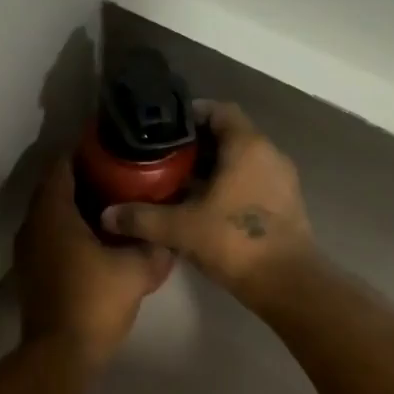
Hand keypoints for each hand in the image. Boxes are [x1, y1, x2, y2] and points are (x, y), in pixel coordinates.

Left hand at [16, 160, 173, 367]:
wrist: (60, 353)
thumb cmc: (95, 302)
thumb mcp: (136, 271)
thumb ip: (154, 247)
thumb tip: (168, 237)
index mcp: (53, 213)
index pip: (62, 166)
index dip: (84, 151)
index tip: (111, 146)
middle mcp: (32, 224)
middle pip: (54, 187)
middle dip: (84, 177)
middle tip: (120, 172)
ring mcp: (27, 249)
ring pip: (50, 213)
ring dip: (76, 205)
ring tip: (113, 201)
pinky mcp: (31, 270)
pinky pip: (49, 235)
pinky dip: (69, 228)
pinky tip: (98, 236)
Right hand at [100, 100, 313, 298]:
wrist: (286, 283)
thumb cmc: (234, 241)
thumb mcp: (180, 228)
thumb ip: (141, 218)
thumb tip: (106, 215)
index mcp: (247, 146)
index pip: (220, 110)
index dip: (192, 114)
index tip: (165, 128)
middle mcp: (269, 154)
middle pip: (230, 135)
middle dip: (197, 145)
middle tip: (164, 158)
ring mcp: (282, 179)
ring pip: (242, 160)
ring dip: (214, 168)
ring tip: (180, 183)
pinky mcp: (286, 204)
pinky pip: (253, 181)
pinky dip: (230, 186)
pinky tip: (204, 206)